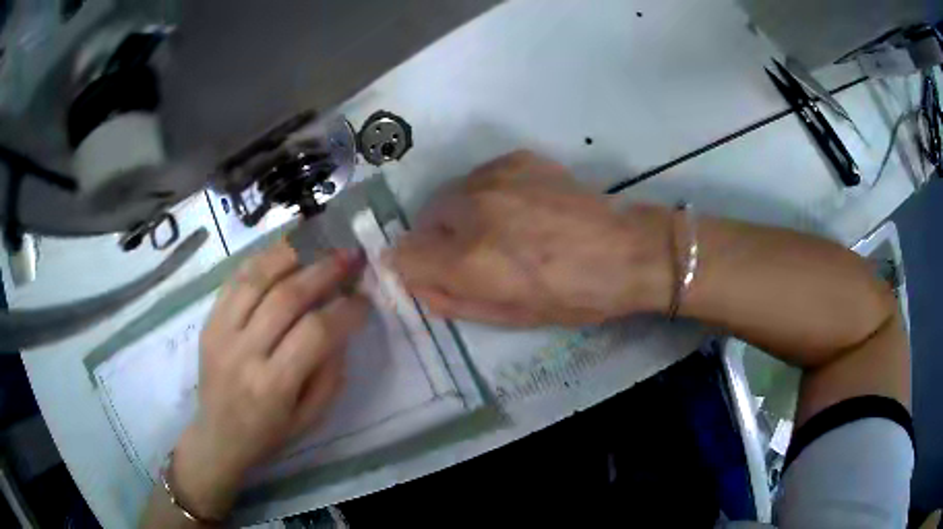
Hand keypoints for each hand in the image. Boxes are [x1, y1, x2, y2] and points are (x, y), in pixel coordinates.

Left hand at [171, 241, 368, 519]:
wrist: (218, 436)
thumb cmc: (269, 433)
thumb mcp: (311, 418)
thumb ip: (330, 373)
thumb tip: (341, 326)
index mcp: (273, 385)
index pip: (315, 333)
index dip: (346, 310)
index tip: (366, 298)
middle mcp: (244, 353)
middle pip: (286, 297)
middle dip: (325, 271)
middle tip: (351, 256)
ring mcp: (221, 333)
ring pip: (257, 278)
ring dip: (292, 254)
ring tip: (319, 243)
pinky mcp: (208, 321)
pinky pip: (234, 279)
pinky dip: (261, 259)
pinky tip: (283, 250)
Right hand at [388, 150, 672, 325]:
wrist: (628, 250)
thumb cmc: (574, 296)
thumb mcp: (511, 317)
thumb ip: (452, 301)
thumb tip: (416, 283)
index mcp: (469, 260)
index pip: (403, 257)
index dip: (414, 270)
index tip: (434, 275)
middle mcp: (471, 211)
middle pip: (423, 222)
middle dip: (438, 243)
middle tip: (475, 256)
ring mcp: (494, 178)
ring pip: (449, 197)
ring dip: (461, 217)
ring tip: (500, 230)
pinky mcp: (516, 159)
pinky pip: (478, 178)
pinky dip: (485, 195)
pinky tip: (519, 207)